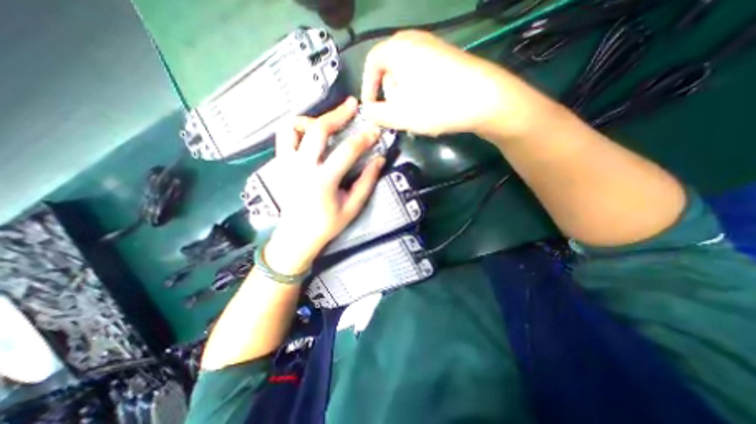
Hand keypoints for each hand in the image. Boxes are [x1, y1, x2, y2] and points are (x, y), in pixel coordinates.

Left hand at [263, 96, 383, 273]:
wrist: (297, 235)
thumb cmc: (327, 225)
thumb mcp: (352, 207)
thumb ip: (366, 182)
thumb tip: (379, 160)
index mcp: (323, 181)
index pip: (347, 151)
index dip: (363, 138)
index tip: (375, 131)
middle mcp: (302, 167)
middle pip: (318, 129)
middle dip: (337, 115)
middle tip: (352, 106)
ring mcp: (287, 164)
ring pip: (293, 127)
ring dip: (312, 118)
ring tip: (327, 120)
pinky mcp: (281, 164)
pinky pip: (284, 136)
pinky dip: (297, 128)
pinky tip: (310, 132)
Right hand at [358, 30, 553, 139]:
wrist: (486, 99)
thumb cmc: (436, 105)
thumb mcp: (400, 115)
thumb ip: (377, 114)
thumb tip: (367, 111)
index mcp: (398, 48)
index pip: (372, 62)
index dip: (367, 87)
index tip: (371, 108)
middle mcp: (415, 40)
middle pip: (389, 67)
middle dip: (388, 92)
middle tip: (395, 111)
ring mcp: (434, 47)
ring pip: (406, 71)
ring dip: (404, 94)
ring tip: (414, 112)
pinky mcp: (448, 58)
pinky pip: (423, 73)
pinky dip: (418, 90)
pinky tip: (429, 105)